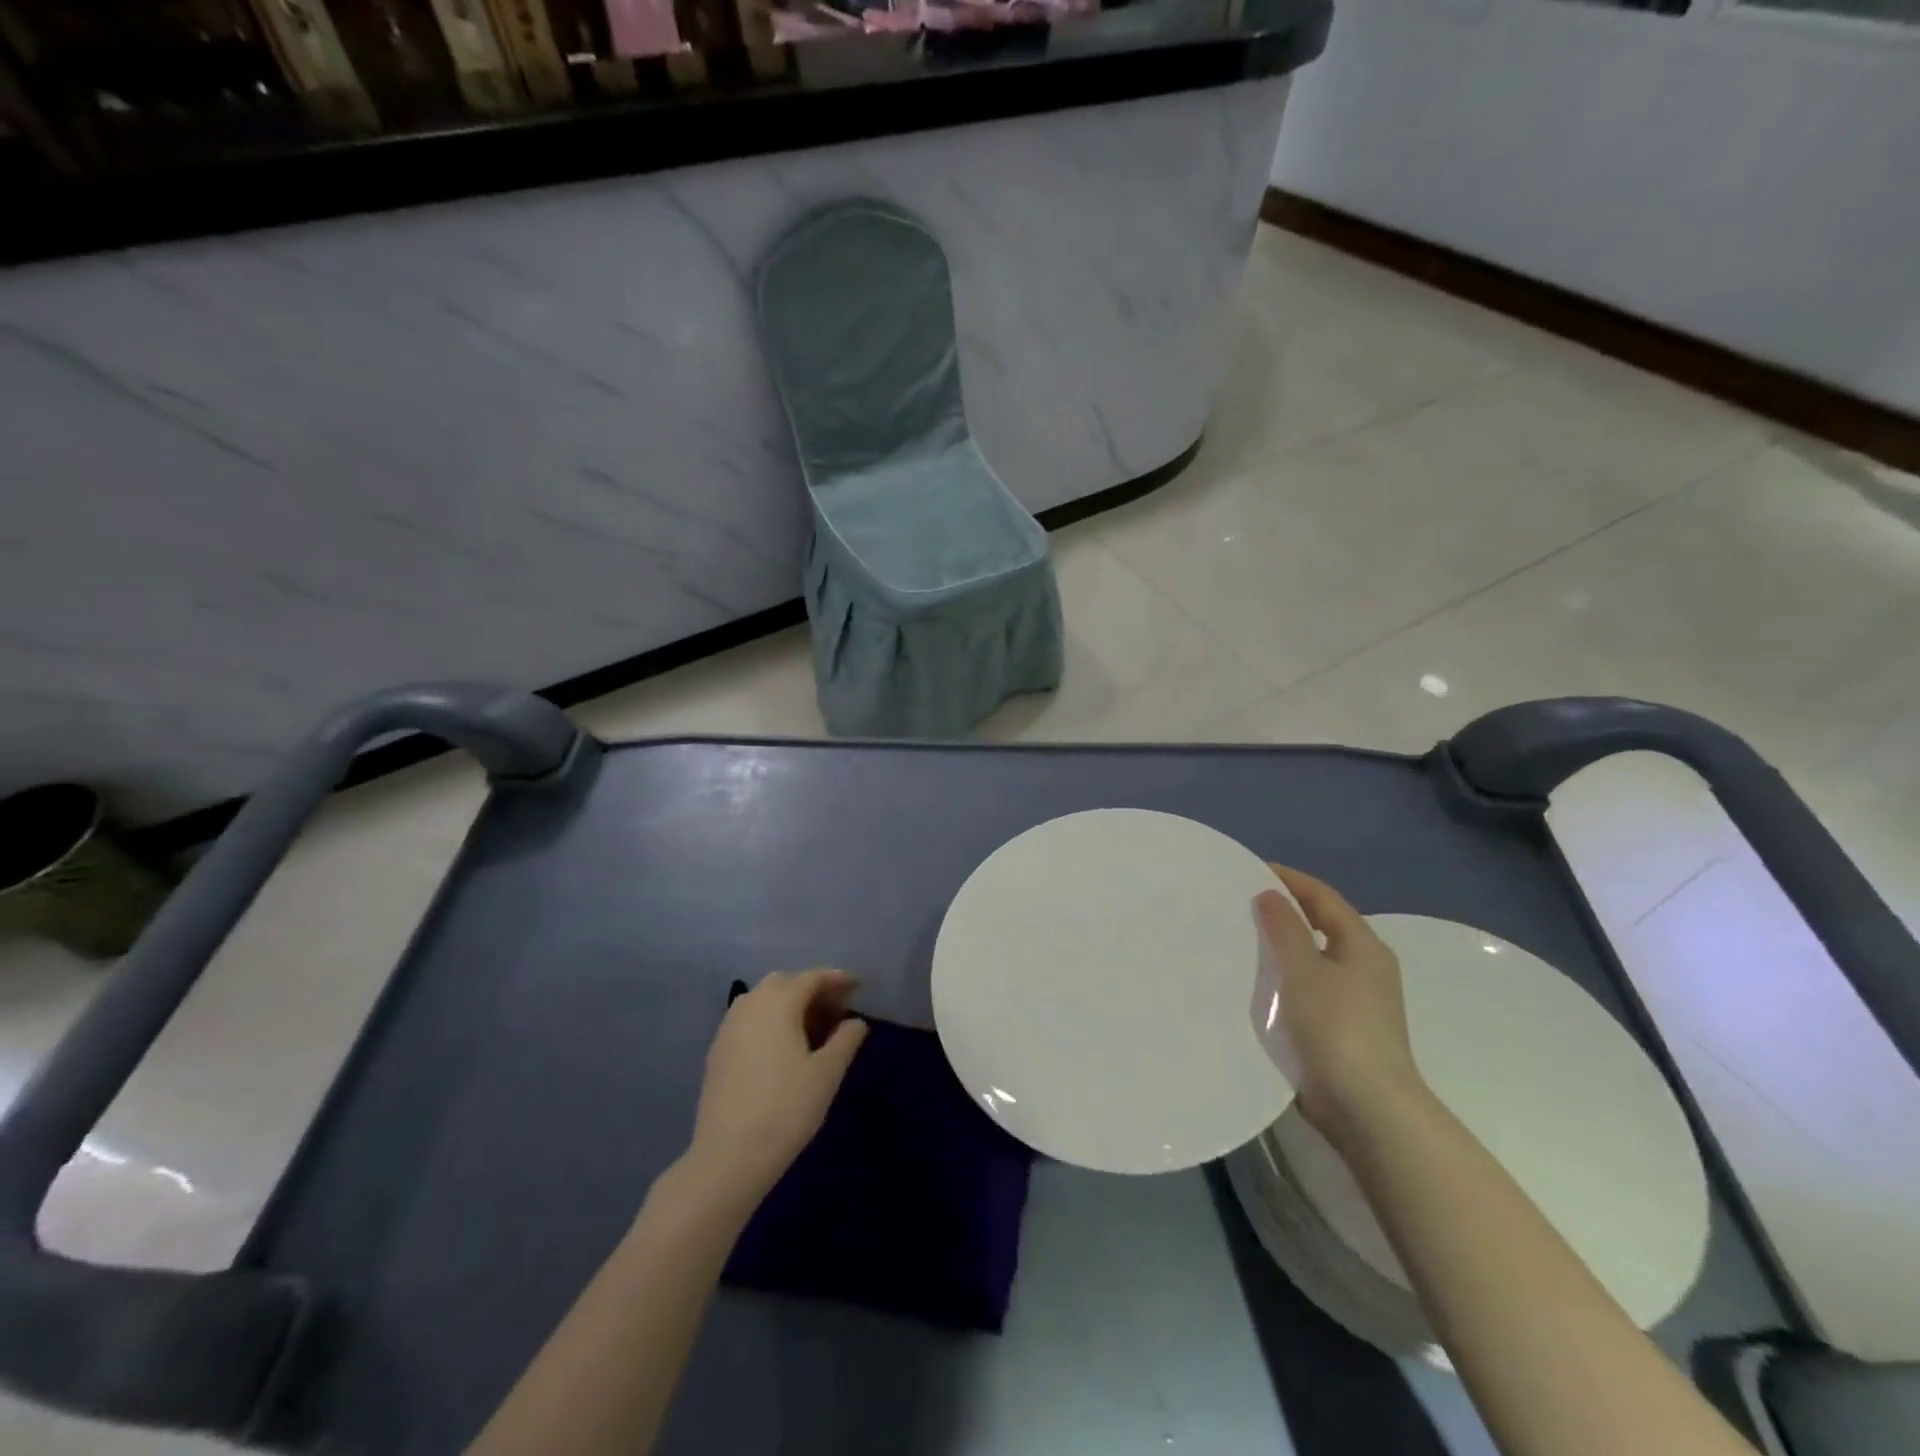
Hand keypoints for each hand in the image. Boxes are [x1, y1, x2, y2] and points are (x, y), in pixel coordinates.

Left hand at [684, 969, 868, 1209]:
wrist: (728, 1157)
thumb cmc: (786, 1109)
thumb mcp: (827, 1074)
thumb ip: (845, 1041)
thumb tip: (855, 1022)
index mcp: (778, 1004)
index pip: (811, 977)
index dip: (837, 979)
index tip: (858, 986)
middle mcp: (750, 1006)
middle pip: (784, 982)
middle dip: (811, 988)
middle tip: (836, 1009)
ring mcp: (728, 1028)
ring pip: (761, 999)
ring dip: (788, 1003)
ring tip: (811, 1028)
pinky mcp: (717, 1051)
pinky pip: (748, 1019)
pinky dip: (769, 1020)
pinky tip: (782, 1047)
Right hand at [1256, 866, 1428, 1147]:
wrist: (1367, 1107)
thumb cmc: (1337, 1028)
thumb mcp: (1304, 970)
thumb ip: (1285, 929)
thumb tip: (1270, 895)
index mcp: (1364, 946)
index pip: (1323, 898)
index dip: (1289, 879)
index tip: (1250, 870)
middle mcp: (1365, 967)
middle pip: (1321, 925)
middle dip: (1284, 911)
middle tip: (1240, 904)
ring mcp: (1357, 1000)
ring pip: (1314, 958)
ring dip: (1282, 946)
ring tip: (1241, 938)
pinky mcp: (1342, 1028)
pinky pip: (1308, 987)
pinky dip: (1285, 977)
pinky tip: (1258, 982)